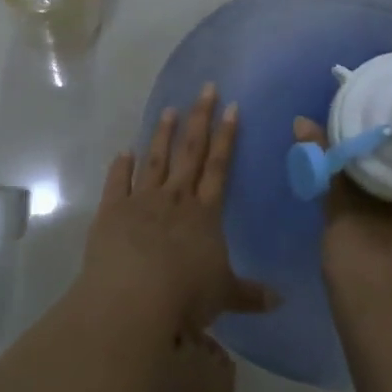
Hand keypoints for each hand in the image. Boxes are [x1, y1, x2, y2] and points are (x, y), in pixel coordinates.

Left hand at [77, 86, 279, 334]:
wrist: (132, 299)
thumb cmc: (184, 296)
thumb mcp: (223, 296)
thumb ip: (250, 295)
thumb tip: (280, 302)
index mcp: (204, 213)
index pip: (219, 167)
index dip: (227, 136)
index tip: (232, 107)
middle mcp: (175, 198)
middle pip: (190, 152)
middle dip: (199, 119)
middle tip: (205, 89)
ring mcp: (140, 201)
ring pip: (155, 160)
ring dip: (162, 135)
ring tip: (168, 110)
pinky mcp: (111, 211)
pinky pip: (117, 182)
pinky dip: (120, 166)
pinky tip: (124, 151)